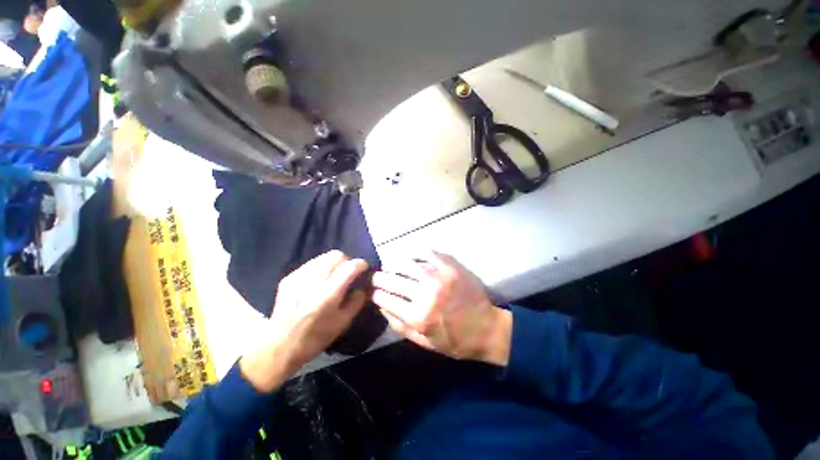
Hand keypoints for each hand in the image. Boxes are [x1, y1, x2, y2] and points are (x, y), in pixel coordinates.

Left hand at [240, 251, 368, 391]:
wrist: (279, 346)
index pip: (349, 267)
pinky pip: (311, 264)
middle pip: (336, 255)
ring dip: (334, 263)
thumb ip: (357, 301)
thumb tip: (363, 285)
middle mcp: (312, 282)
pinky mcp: (289, 278)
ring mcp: (298, 277)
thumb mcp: (343, 323)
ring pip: (323, 257)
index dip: (361, 264)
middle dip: (347, 260)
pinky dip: (321, 268)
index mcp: (327, 295)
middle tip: (349, 272)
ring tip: (334, 275)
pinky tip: (319, 281)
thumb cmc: (315, 338)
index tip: (364, 267)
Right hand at [372, 252, 510, 365]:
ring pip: (407, 263)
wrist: (486, 328)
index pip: (386, 299)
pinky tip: (414, 259)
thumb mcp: (424, 343)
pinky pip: (429, 254)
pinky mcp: (451, 267)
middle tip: (377, 276)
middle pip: (393, 279)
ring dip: (395, 264)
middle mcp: (426, 294)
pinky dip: (417, 255)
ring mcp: (439, 277)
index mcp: (418, 316)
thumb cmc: (454, 340)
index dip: (376, 294)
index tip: (374, 292)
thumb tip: (381, 307)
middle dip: (380, 277)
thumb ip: (400, 326)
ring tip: (392, 266)